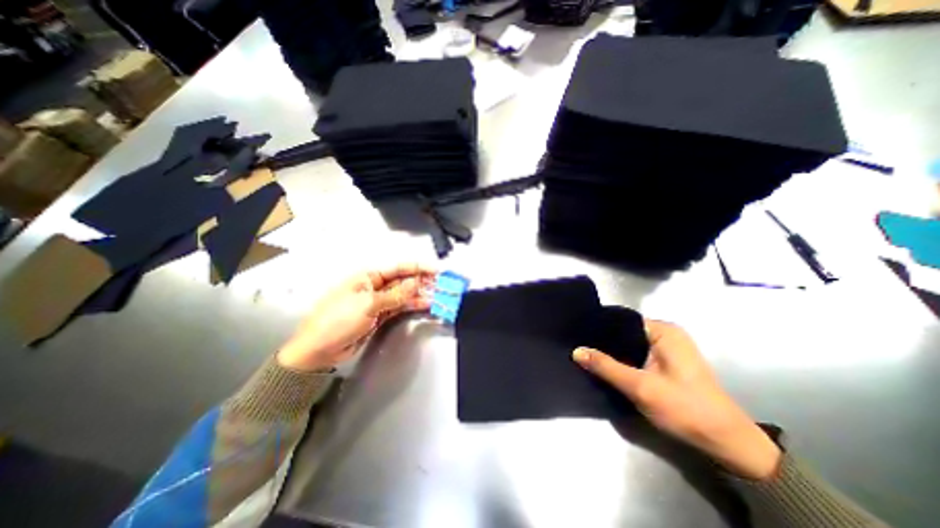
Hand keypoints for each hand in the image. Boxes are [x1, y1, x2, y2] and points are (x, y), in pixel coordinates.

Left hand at [277, 262, 437, 370]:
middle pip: (404, 280)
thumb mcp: (367, 304)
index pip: (398, 268)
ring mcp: (379, 301)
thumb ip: (395, 294)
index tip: (436, 270)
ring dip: (421, 294)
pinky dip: (413, 305)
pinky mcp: (381, 315)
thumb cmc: (337, 320)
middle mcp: (375, 286)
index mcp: (368, 276)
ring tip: (439, 294)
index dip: (418, 268)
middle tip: (442, 283)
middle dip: (423, 281)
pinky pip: (400, 307)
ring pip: (404, 294)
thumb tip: (417, 282)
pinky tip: (426, 304)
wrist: (319, 350)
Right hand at [574, 320, 777, 479]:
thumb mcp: (640, 387)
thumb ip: (606, 367)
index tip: (577, 333)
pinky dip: (623, 360)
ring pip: (630, 344)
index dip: (599, 327)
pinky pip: (637, 354)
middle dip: (604, 341)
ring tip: (586, 354)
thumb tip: (576, 351)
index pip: (621, 320)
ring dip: (612, 352)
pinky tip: (606, 366)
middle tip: (578, 346)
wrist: (727, 444)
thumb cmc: (685, 409)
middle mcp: (666, 334)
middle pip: (625, 332)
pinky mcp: (667, 362)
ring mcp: (668, 348)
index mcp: (664, 330)